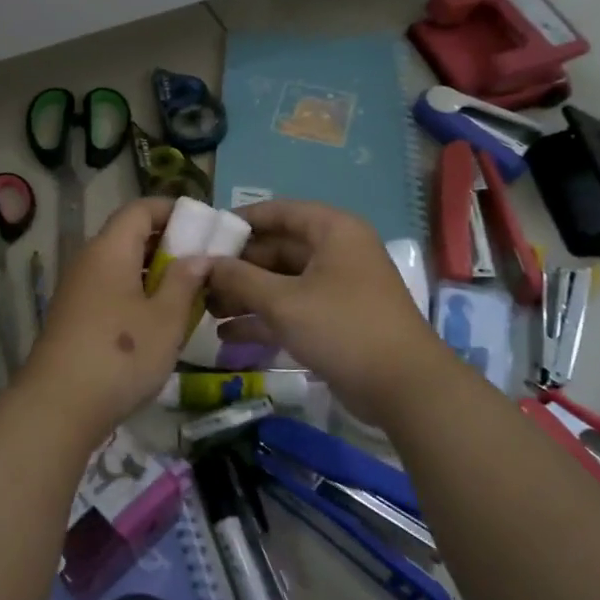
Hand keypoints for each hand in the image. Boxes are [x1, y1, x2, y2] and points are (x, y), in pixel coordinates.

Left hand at [17, 198, 210, 437]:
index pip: (140, 209)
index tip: (204, 227)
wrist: (59, 407)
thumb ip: (185, 281)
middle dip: (168, 244)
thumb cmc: (121, 355)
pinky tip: (157, 321)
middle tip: (203, 264)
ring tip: (187, 294)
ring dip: (154, 273)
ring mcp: (77, 290)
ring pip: (121, 266)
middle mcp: (89, 261)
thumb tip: (199, 257)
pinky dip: (137, 294)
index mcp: (109, 249)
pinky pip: (110, 290)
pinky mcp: (74, 318)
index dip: (173, 211)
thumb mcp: (166, 318)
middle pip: (129, 236)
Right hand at [206, 200, 450, 426]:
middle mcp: (335, 252)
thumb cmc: (342, 327)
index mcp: (332, 231)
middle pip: (276, 249)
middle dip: (236, 266)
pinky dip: (263, 319)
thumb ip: (239, 278)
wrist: (403, 387)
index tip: (202, 236)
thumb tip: (202, 263)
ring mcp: (335, 287)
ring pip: (281, 282)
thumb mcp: (284, 301)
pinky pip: (291, 309)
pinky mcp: (333, 320)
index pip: (278, 212)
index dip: (239, 221)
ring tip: (203, 310)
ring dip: (245, 295)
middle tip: (196, 280)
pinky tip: (226, 335)